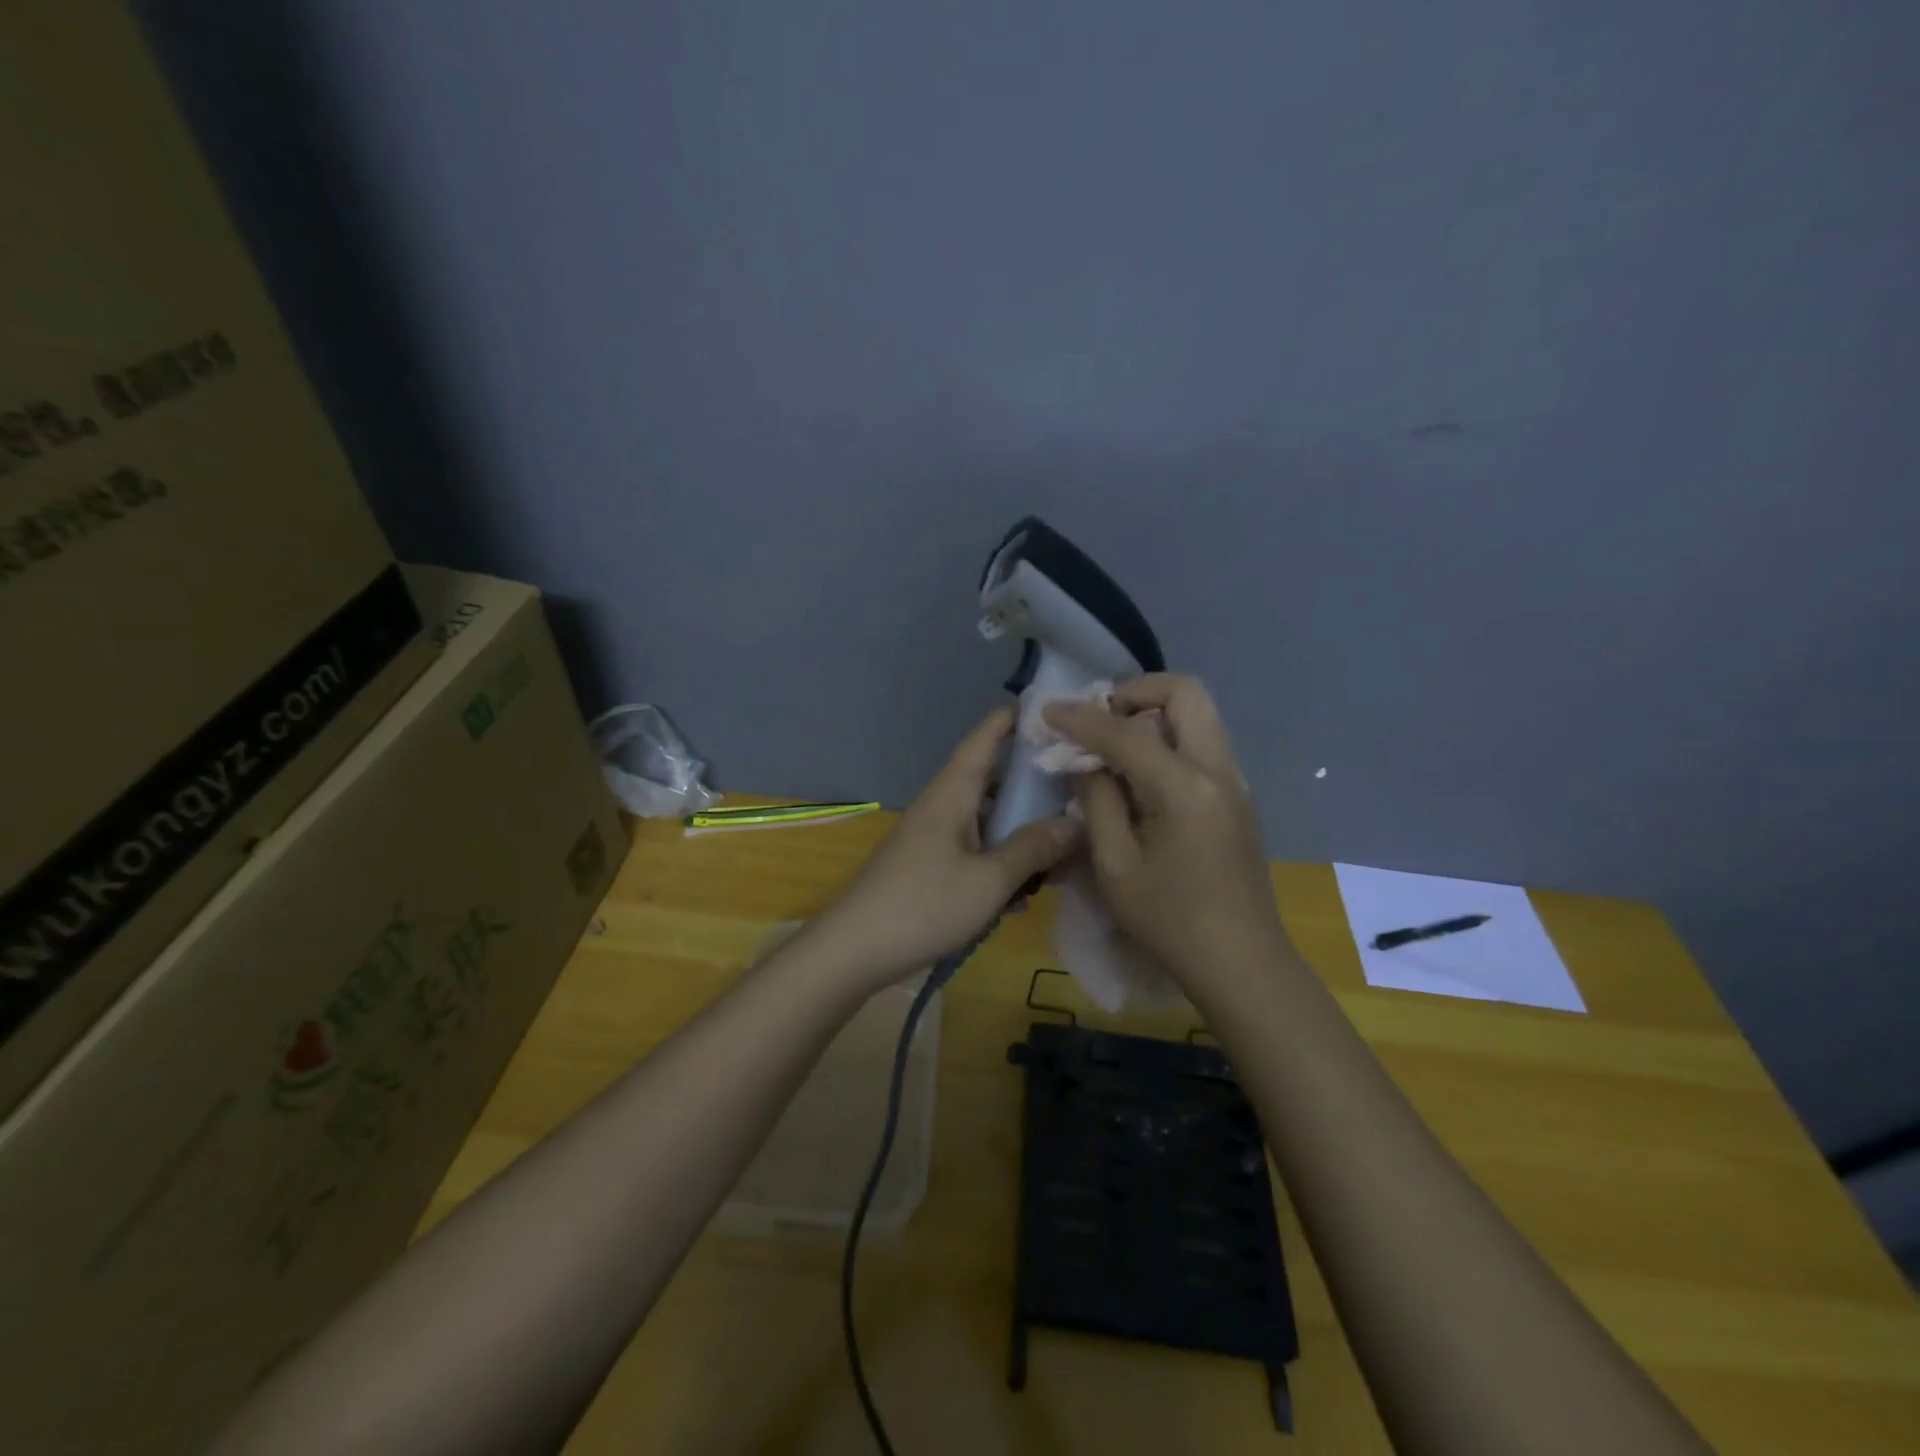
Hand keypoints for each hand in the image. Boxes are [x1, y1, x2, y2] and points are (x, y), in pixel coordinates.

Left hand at [809, 708, 1081, 990]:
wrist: (853, 951)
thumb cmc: (923, 905)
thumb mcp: (989, 880)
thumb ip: (1033, 849)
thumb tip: (1076, 822)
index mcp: (952, 793)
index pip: (984, 740)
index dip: (1012, 721)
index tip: (1048, 709)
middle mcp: (943, 807)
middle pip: (992, 782)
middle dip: (1033, 786)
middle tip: (1080, 791)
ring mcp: (934, 838)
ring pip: (987, 821)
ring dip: (1021, 832)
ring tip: (1064, 850)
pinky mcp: (929, 868)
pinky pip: (975, 850)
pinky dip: (1001, 860)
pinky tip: (1026, 888)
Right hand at [1044, 675, 1286, 987]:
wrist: (1242, 962)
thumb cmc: (1170, 921)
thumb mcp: (1114, 865)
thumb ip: (1097, 800)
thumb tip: (1091, 764)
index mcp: (1184, 786)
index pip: (1125, 730)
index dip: (1079, 717)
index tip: (1047, 711)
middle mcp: (1218, 769)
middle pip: (1184, 692)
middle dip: (1134, 692)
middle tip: (1100, 720)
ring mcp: (1235, 780)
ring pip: (1198, 713)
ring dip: (1153, 713)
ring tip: (1115, 746)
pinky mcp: (1238, 796)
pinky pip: (1202, 741)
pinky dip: (1169, 737)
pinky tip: (1141, 775)